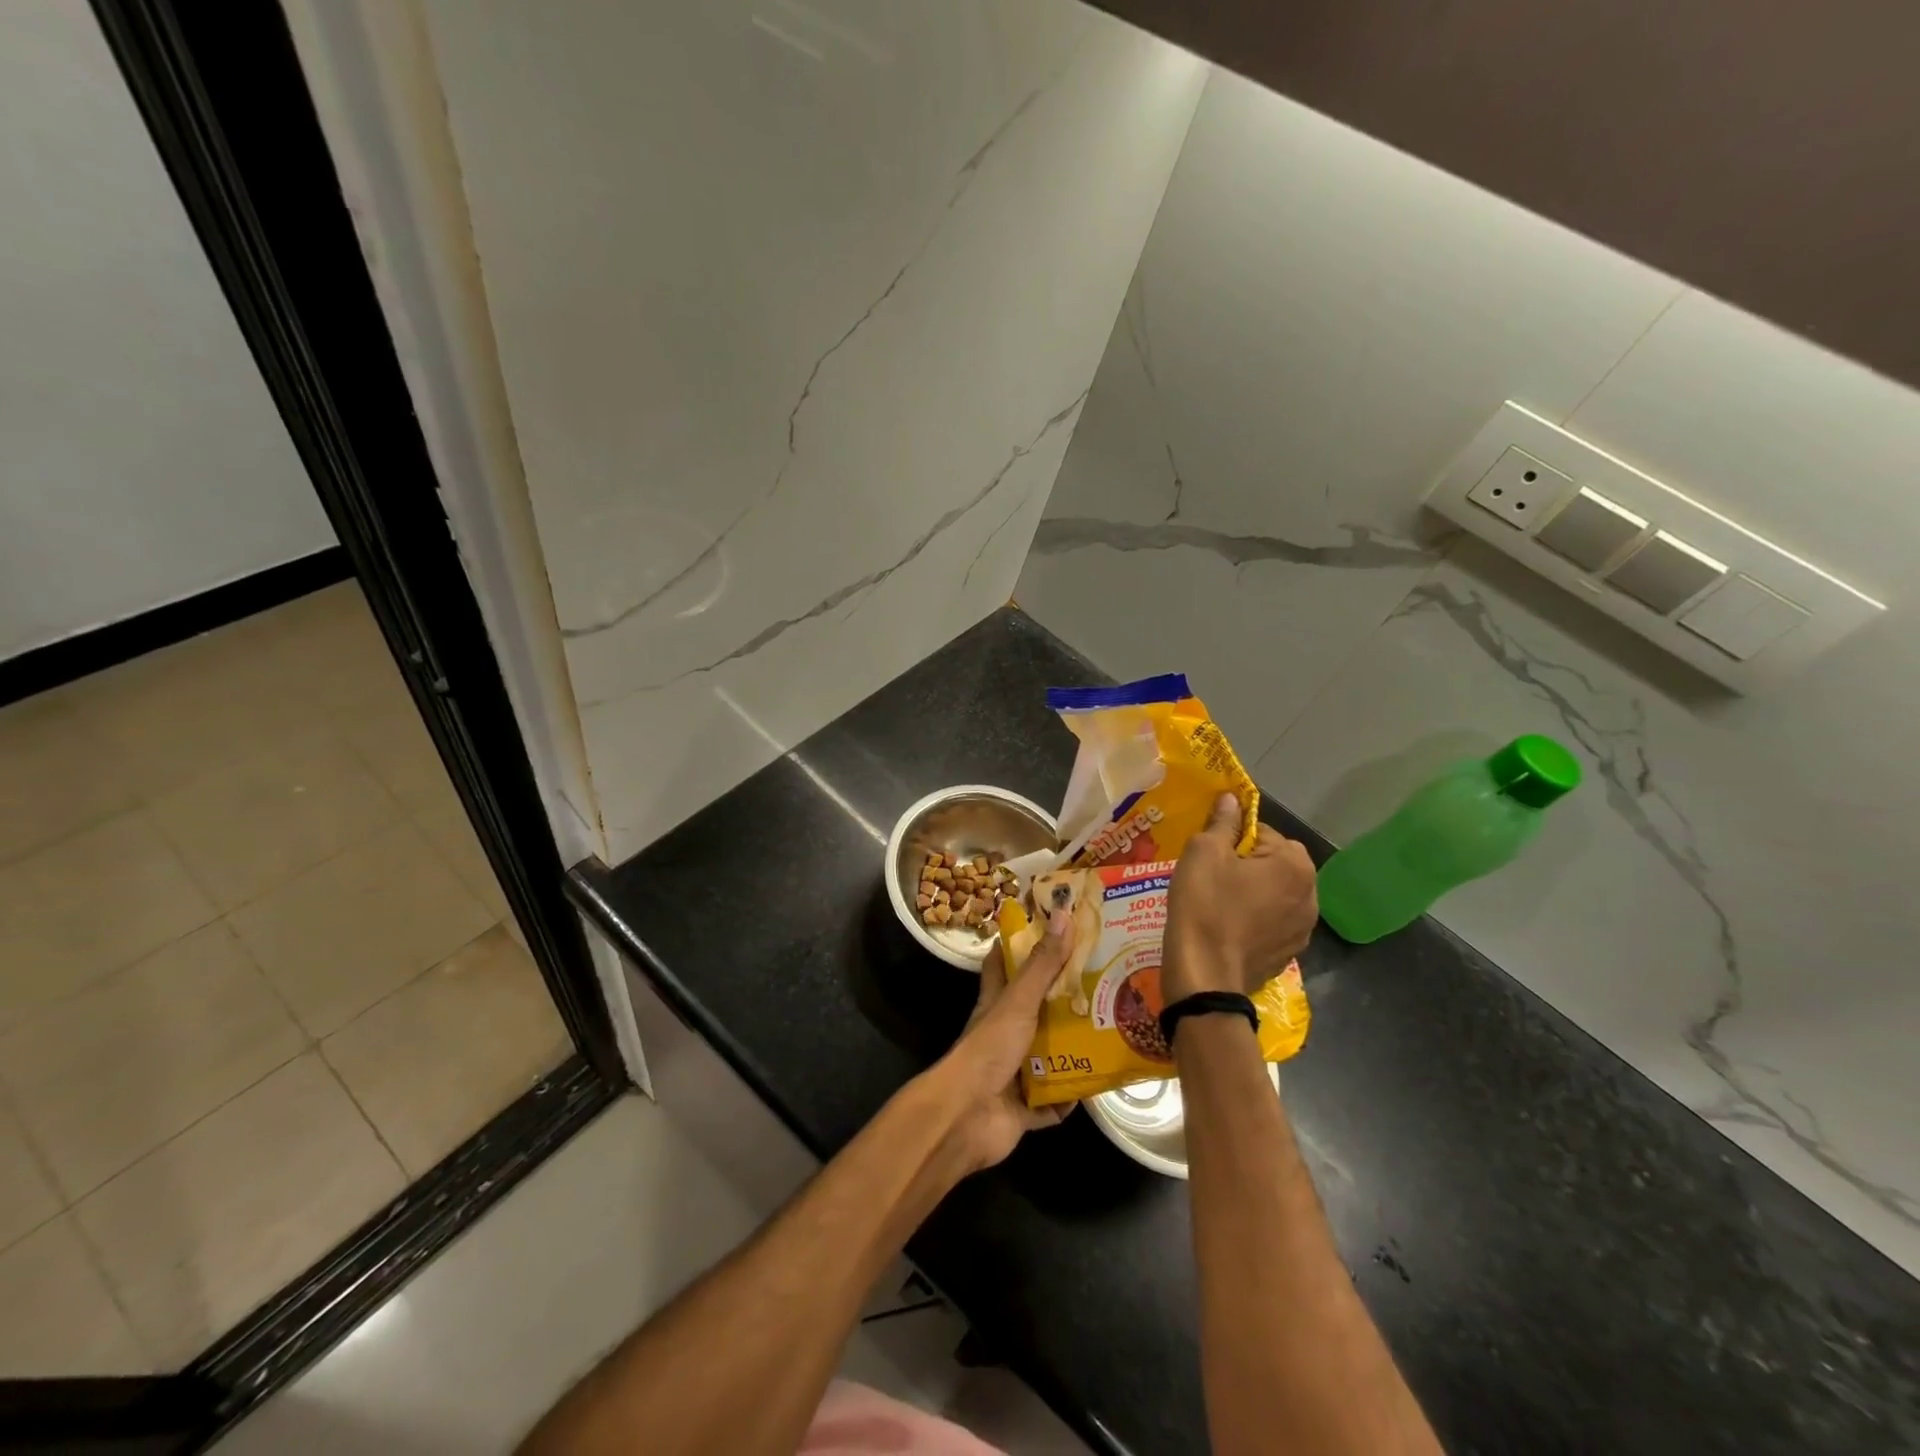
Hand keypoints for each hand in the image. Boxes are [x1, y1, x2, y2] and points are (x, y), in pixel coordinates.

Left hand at [925, 911, 1076, 1173]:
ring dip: (1073, 1049)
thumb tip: (1063, 913)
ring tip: (1112, 1031)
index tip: (1047, 929)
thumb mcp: (1018, 1001)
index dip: (1018, 946)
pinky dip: (1071, 1098)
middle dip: (1063, 1000)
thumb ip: (1042, 965)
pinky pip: (1054, 1102)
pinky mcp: (1025, 1107)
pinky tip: (1098, 1085)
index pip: (1002, 965)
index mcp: (997, 1004)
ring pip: (1048, 1056)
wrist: (968, 1117)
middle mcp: (1004, 1034)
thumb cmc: (989, 1049)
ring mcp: (1014, 1071)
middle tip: (1100, 983)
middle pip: (1035, 1010)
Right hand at [1164, 792, 1317, 1001]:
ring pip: (1276, 894)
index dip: (1233, 838)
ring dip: (1254, 892)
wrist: (1205, 974)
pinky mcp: (1290, 953)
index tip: (1211, 852)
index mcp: (1295, 863)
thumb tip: (1232, 798)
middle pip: (1275, 863)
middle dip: (1248, 864)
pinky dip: (1256, 919)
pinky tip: (1229, 927)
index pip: (1263, 832)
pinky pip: (1273, 922)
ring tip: (1220, 902)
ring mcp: (1304, 928)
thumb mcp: (1204, 852)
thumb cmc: (1205, 904)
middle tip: (1213, 875)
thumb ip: (1222, 822)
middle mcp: (1311, 894)